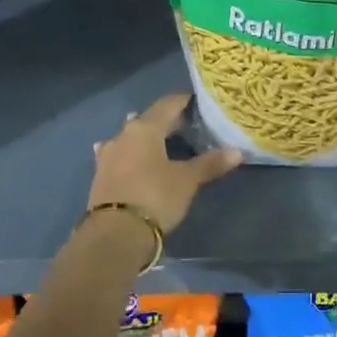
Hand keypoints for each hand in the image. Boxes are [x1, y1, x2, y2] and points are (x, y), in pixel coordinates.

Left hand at [89, 94, 240, 231]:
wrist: (114, 234)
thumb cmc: (155, 197)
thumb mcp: (187, 181)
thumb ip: (209, 163)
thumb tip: (237, 152)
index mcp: (145, 128)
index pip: (168, 104)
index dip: (185, 102)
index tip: (199, 104)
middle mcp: (123, 134)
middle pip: (148, 119)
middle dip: (167, 121)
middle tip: (187, 126)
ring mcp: (108, 154)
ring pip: (130, 136)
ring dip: (144, 137)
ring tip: (158, 140)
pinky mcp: (100, 175)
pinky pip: (118, 155)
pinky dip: (129, 154)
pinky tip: (130, 158)